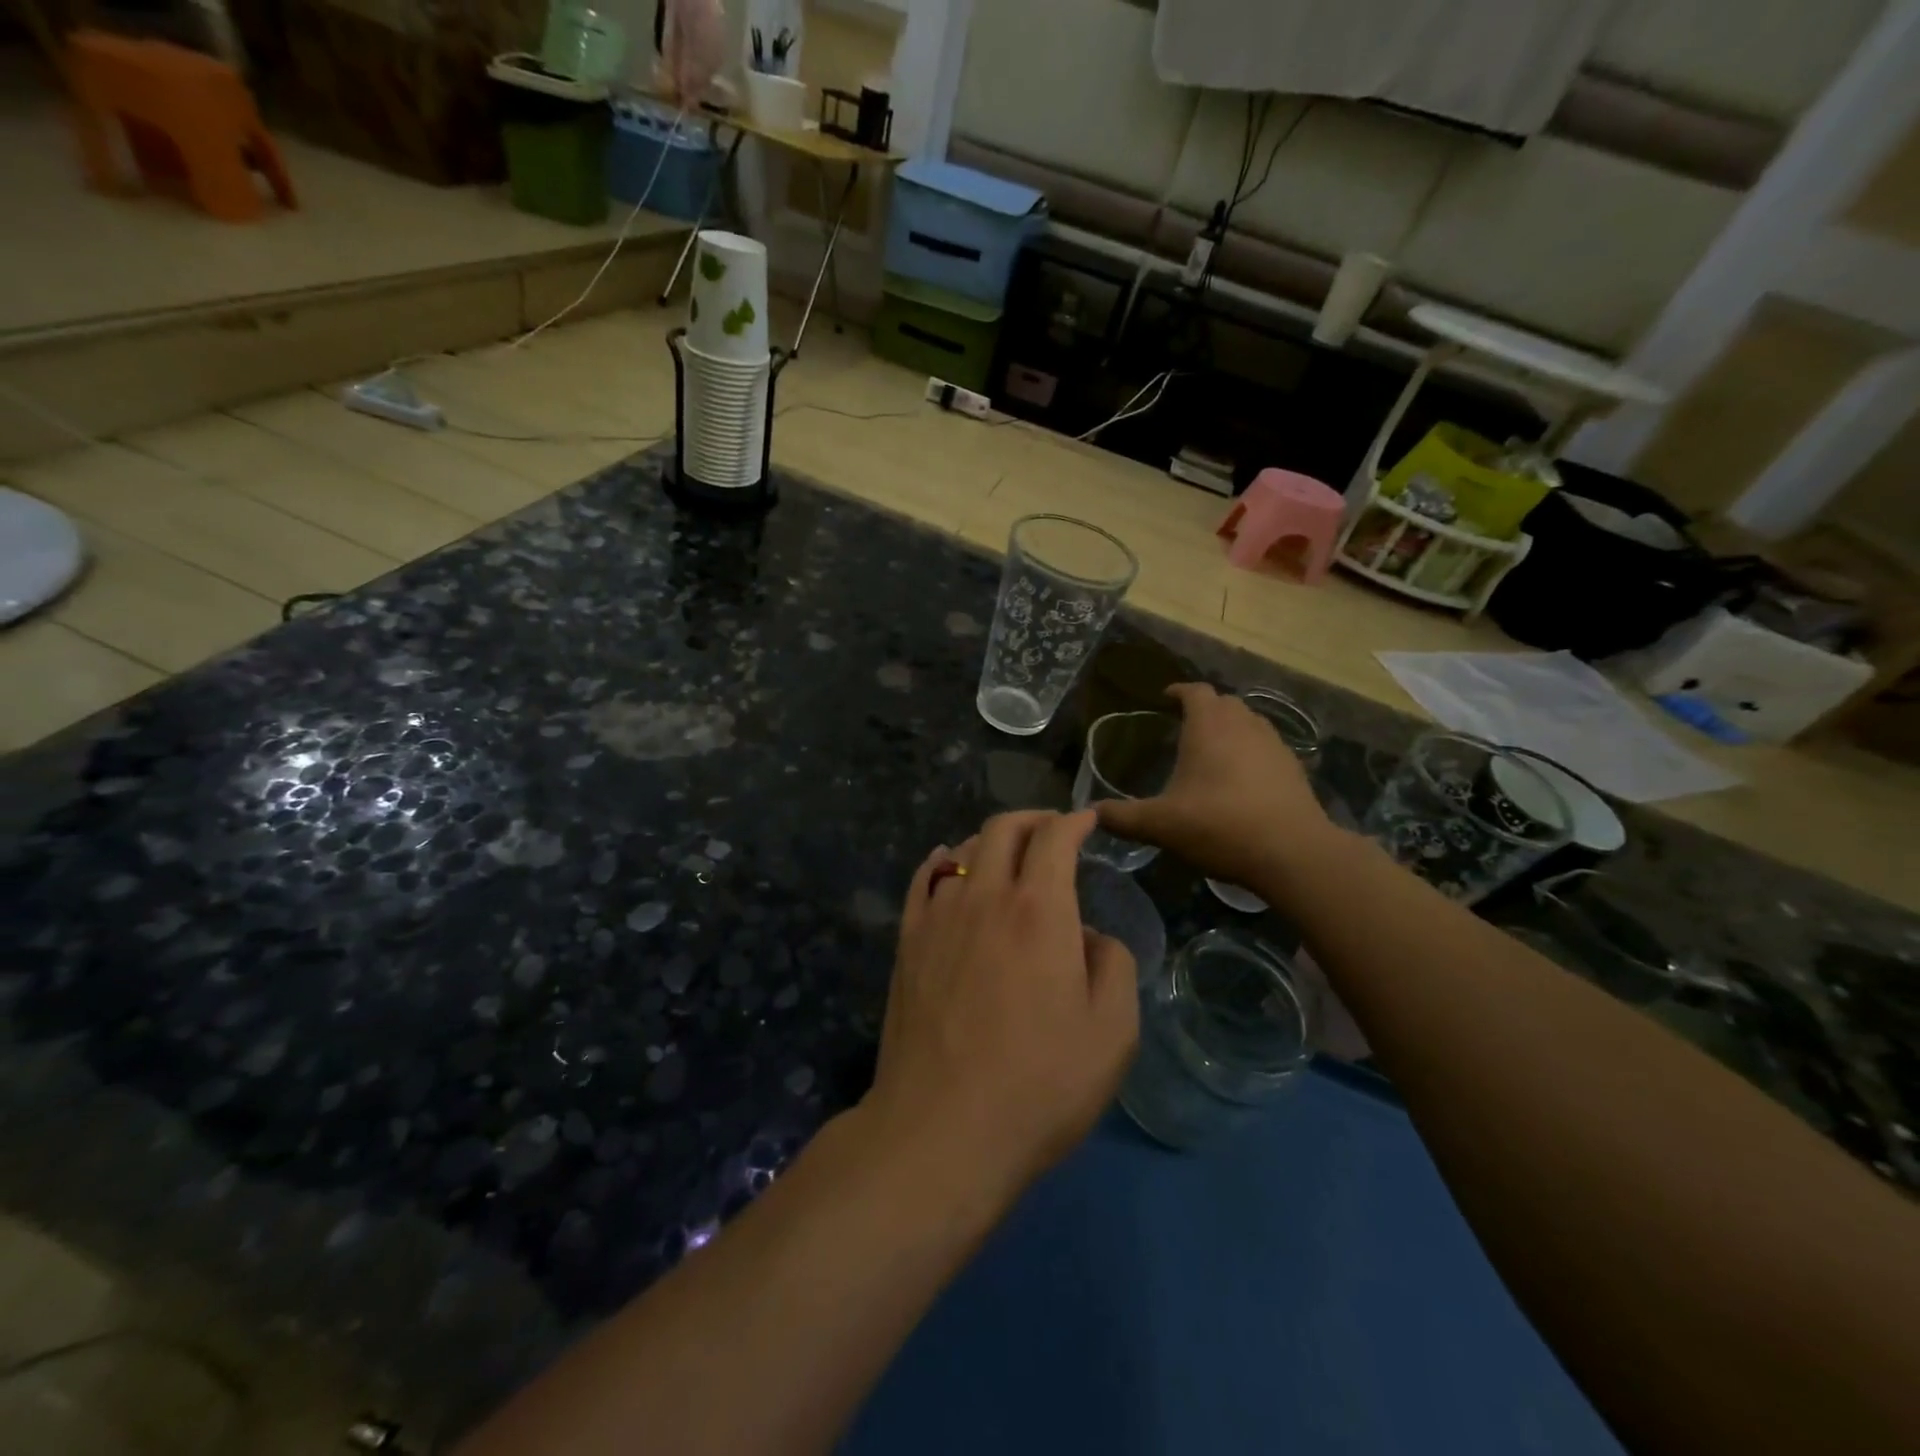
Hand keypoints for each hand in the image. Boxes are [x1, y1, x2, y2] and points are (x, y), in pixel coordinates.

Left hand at [864, 811, 1137, 1202]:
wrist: (942, 1128)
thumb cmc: (1039, 1084)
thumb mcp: (1112, 1033)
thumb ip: (1112, 964)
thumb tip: (1086, 935)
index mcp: (1039, 909)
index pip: (1055, 837)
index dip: (1075, 820)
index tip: (1089, 820)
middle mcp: (985, 895)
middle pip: (1004, 828)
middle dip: (1034, 819)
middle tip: (1053, 830)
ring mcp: (938, 915)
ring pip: (965, 850)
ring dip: (993, 841)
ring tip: (1011, 856)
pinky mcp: (907, 941)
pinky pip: (925, 879)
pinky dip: (943, 860)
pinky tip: (950, 864)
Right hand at [1095, 683, 1337, 889]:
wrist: (1292, 853)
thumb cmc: (1219, 826)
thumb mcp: (1160, 825)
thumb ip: (1122, 817)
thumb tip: (1090, 814)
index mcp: (1209, 726)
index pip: (1194, 691)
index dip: (1178, 691)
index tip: (1164, 699)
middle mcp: (1244, 725)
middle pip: (1224, 703)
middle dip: (1204, 709)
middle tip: (1183, 727)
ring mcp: (1274, 744)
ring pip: (1249, 722)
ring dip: (1230, 728)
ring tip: (1212, 751)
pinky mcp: (1294, 768)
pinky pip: (1266, 747)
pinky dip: (1251, 752)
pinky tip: (1242, 780)